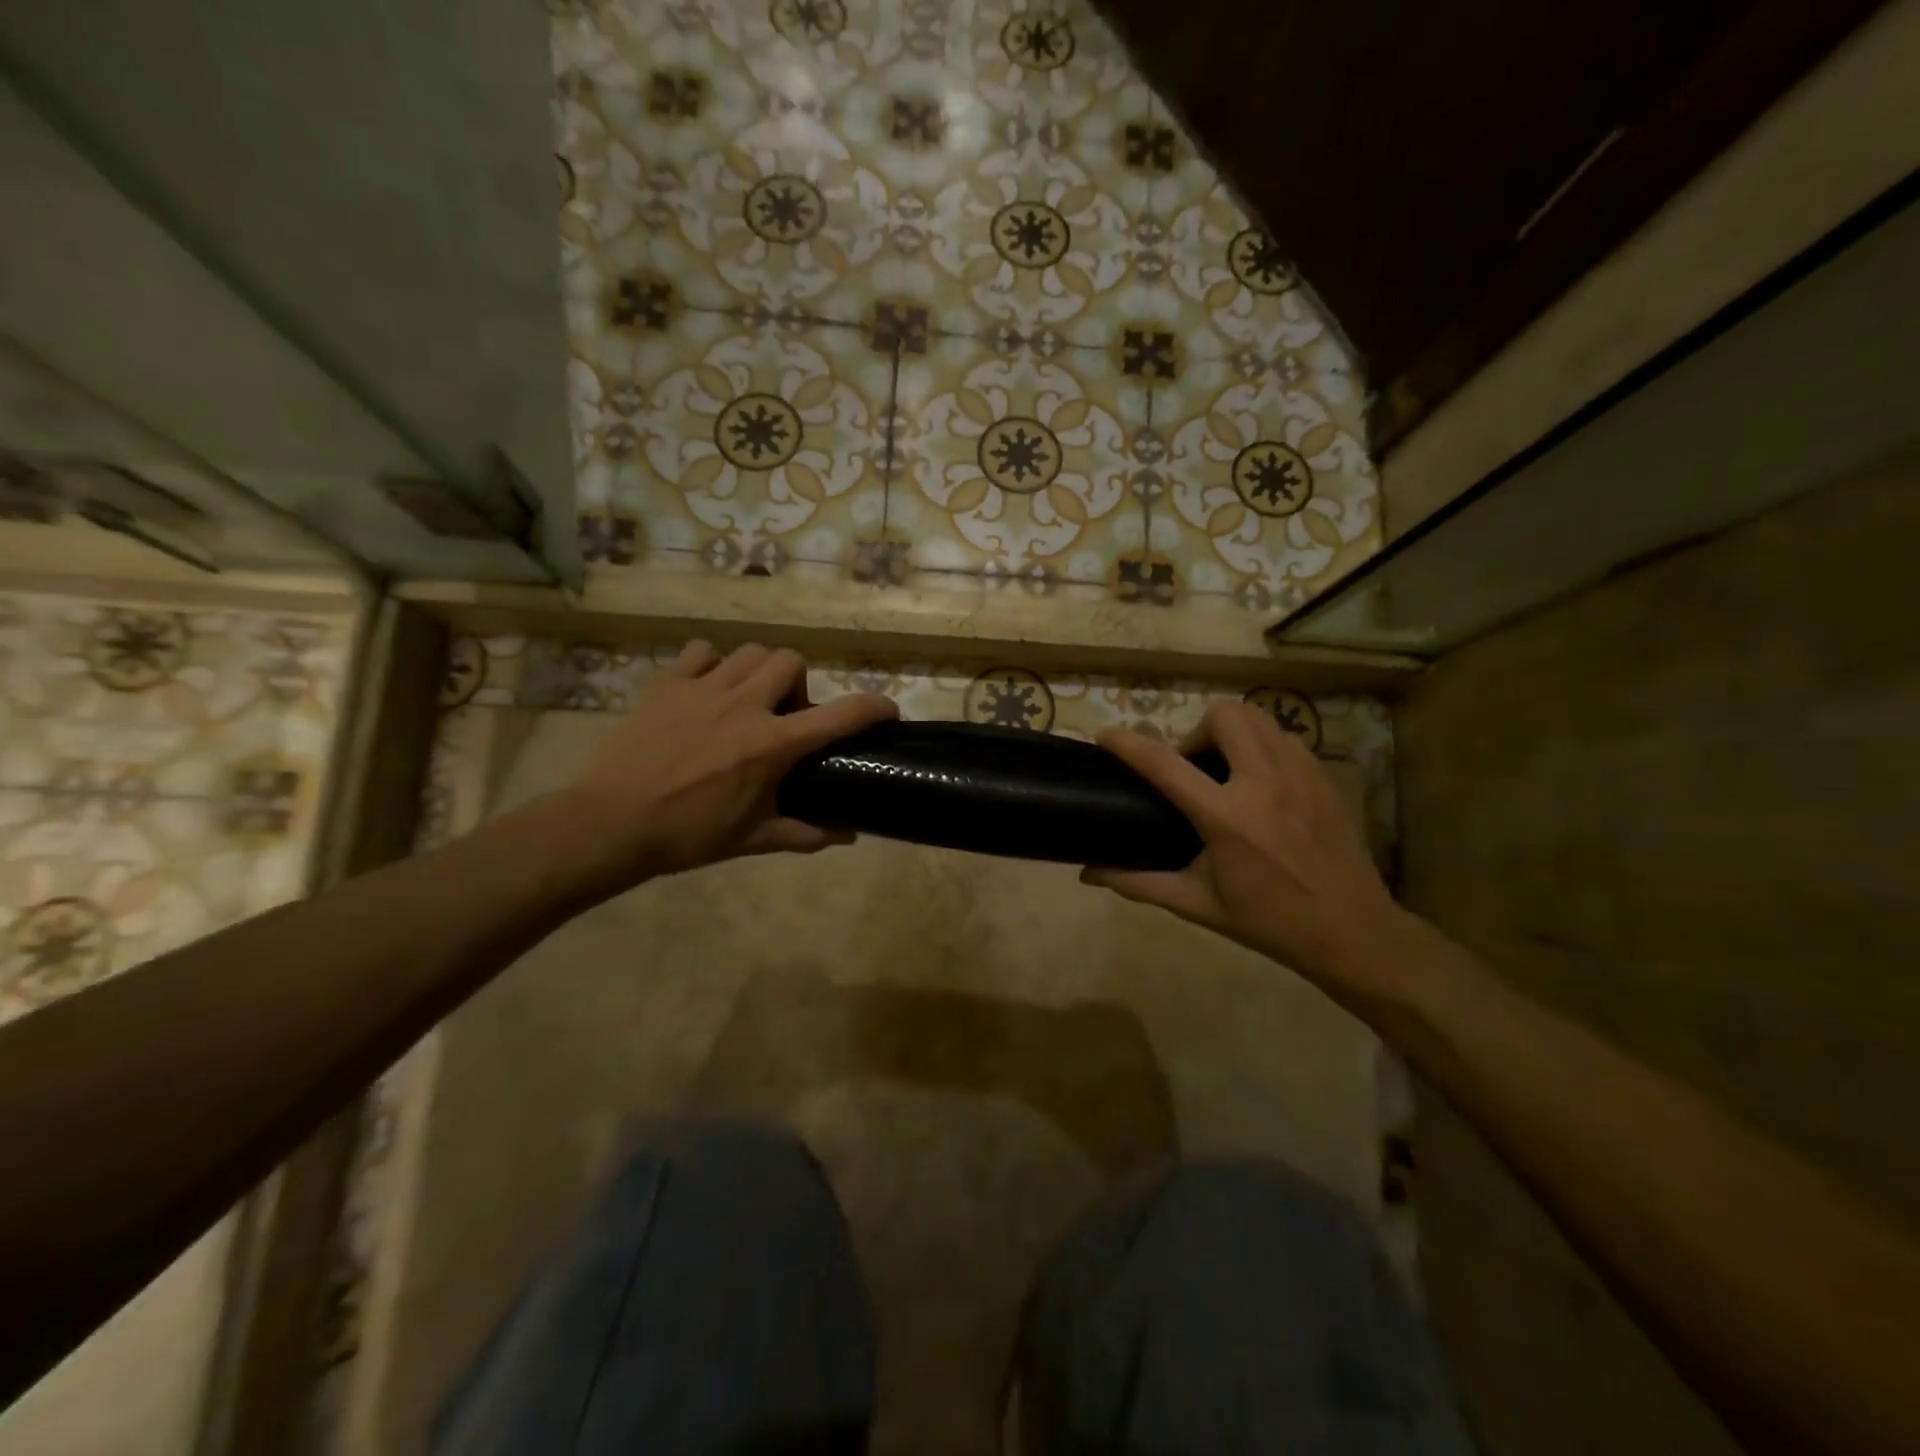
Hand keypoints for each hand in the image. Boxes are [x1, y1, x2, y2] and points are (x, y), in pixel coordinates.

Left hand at [559, 641, 896, 891]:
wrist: (611, 823)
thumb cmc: (688, 834)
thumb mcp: (753, 840)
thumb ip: (805, 833)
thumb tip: (848, 834)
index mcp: (772, 745)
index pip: (841, 714)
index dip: (874, 707)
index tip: (888, 711)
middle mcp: (745, 705)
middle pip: (792, 661)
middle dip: (799, 685)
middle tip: (785, 716)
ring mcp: (703, 688)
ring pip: (750, 652)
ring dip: (760, 671)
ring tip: (748, 700)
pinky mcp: (667, 683)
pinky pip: (701, 652)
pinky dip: (712, 664)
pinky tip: (706, 690)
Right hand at [1083, 702, 1407, 992]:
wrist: (1352, 932)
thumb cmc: (1268, 922)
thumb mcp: (1198, 905)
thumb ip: (1139, 884)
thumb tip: (1087, 874)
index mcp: (1227, 818)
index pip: (1165, 764)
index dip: (1128, 743)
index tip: (1105, 734)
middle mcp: (1264, 783)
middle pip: (1222, 716)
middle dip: (1195, 731)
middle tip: (1192, 768)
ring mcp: (1301, 775)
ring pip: (1258, 717)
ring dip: (1230, 732)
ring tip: (1226, 770)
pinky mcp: (1324, 777)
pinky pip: (1285, 737)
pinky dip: (1262, 745)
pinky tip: (1261, 781)